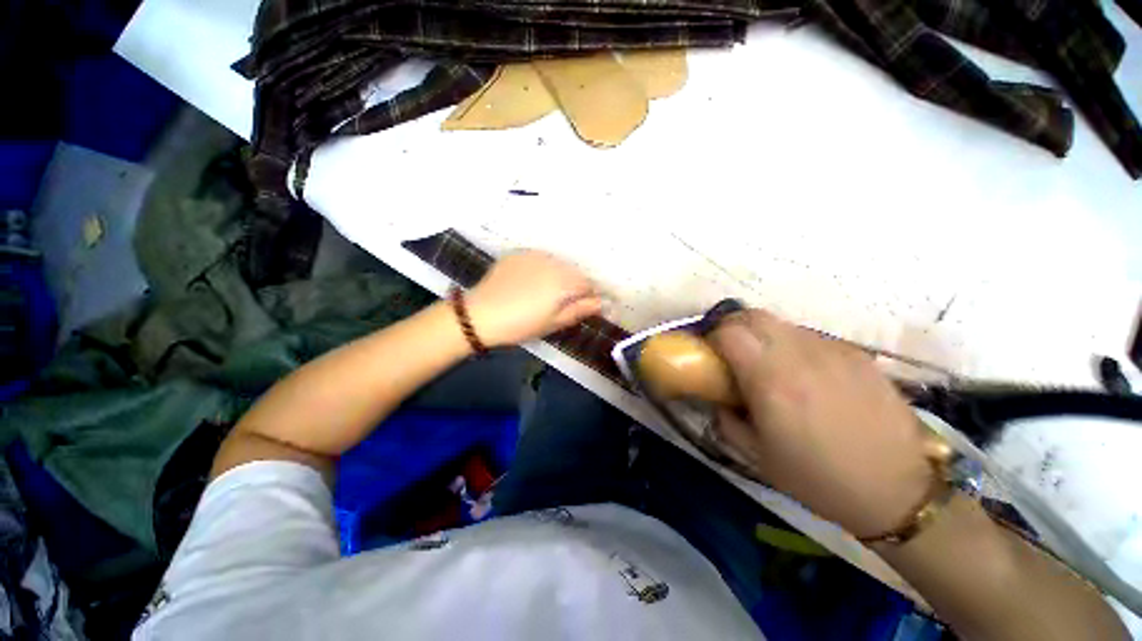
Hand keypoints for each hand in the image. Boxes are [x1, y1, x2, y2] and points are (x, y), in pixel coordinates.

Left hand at [466, 251, 602, 347]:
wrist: (480, 314)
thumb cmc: (521, 325)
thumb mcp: (553, 323)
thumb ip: (579, 310)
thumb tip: (600, 303)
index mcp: (563, 282)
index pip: (587, 284)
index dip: (588, 295)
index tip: (583, 305)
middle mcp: (553, 263)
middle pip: (573, 271)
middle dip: (573, 284)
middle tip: (562, 301)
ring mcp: (534, 255)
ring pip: (557, 263)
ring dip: (558, 274)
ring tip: (543, 291)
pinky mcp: (518, 253)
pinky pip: (539, 258)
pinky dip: (541, 268)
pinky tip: (529, 282)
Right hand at [709, 309, 932, 538]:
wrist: (898, 491)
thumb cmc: (818, 478)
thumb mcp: (757, 456)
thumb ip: (726, 419)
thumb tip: (718, 398)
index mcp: (771, 381)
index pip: (730, 332)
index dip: (713, 337)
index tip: (710, 353)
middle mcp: (800, 357)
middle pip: (754, 316)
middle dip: (734, 326)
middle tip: (732, 351)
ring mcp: (833, 351)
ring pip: (783, 323)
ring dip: (764, 335)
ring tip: (769, 364)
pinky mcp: (857, 354)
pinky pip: (811, 337)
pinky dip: (794, 345)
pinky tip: (805, 374)